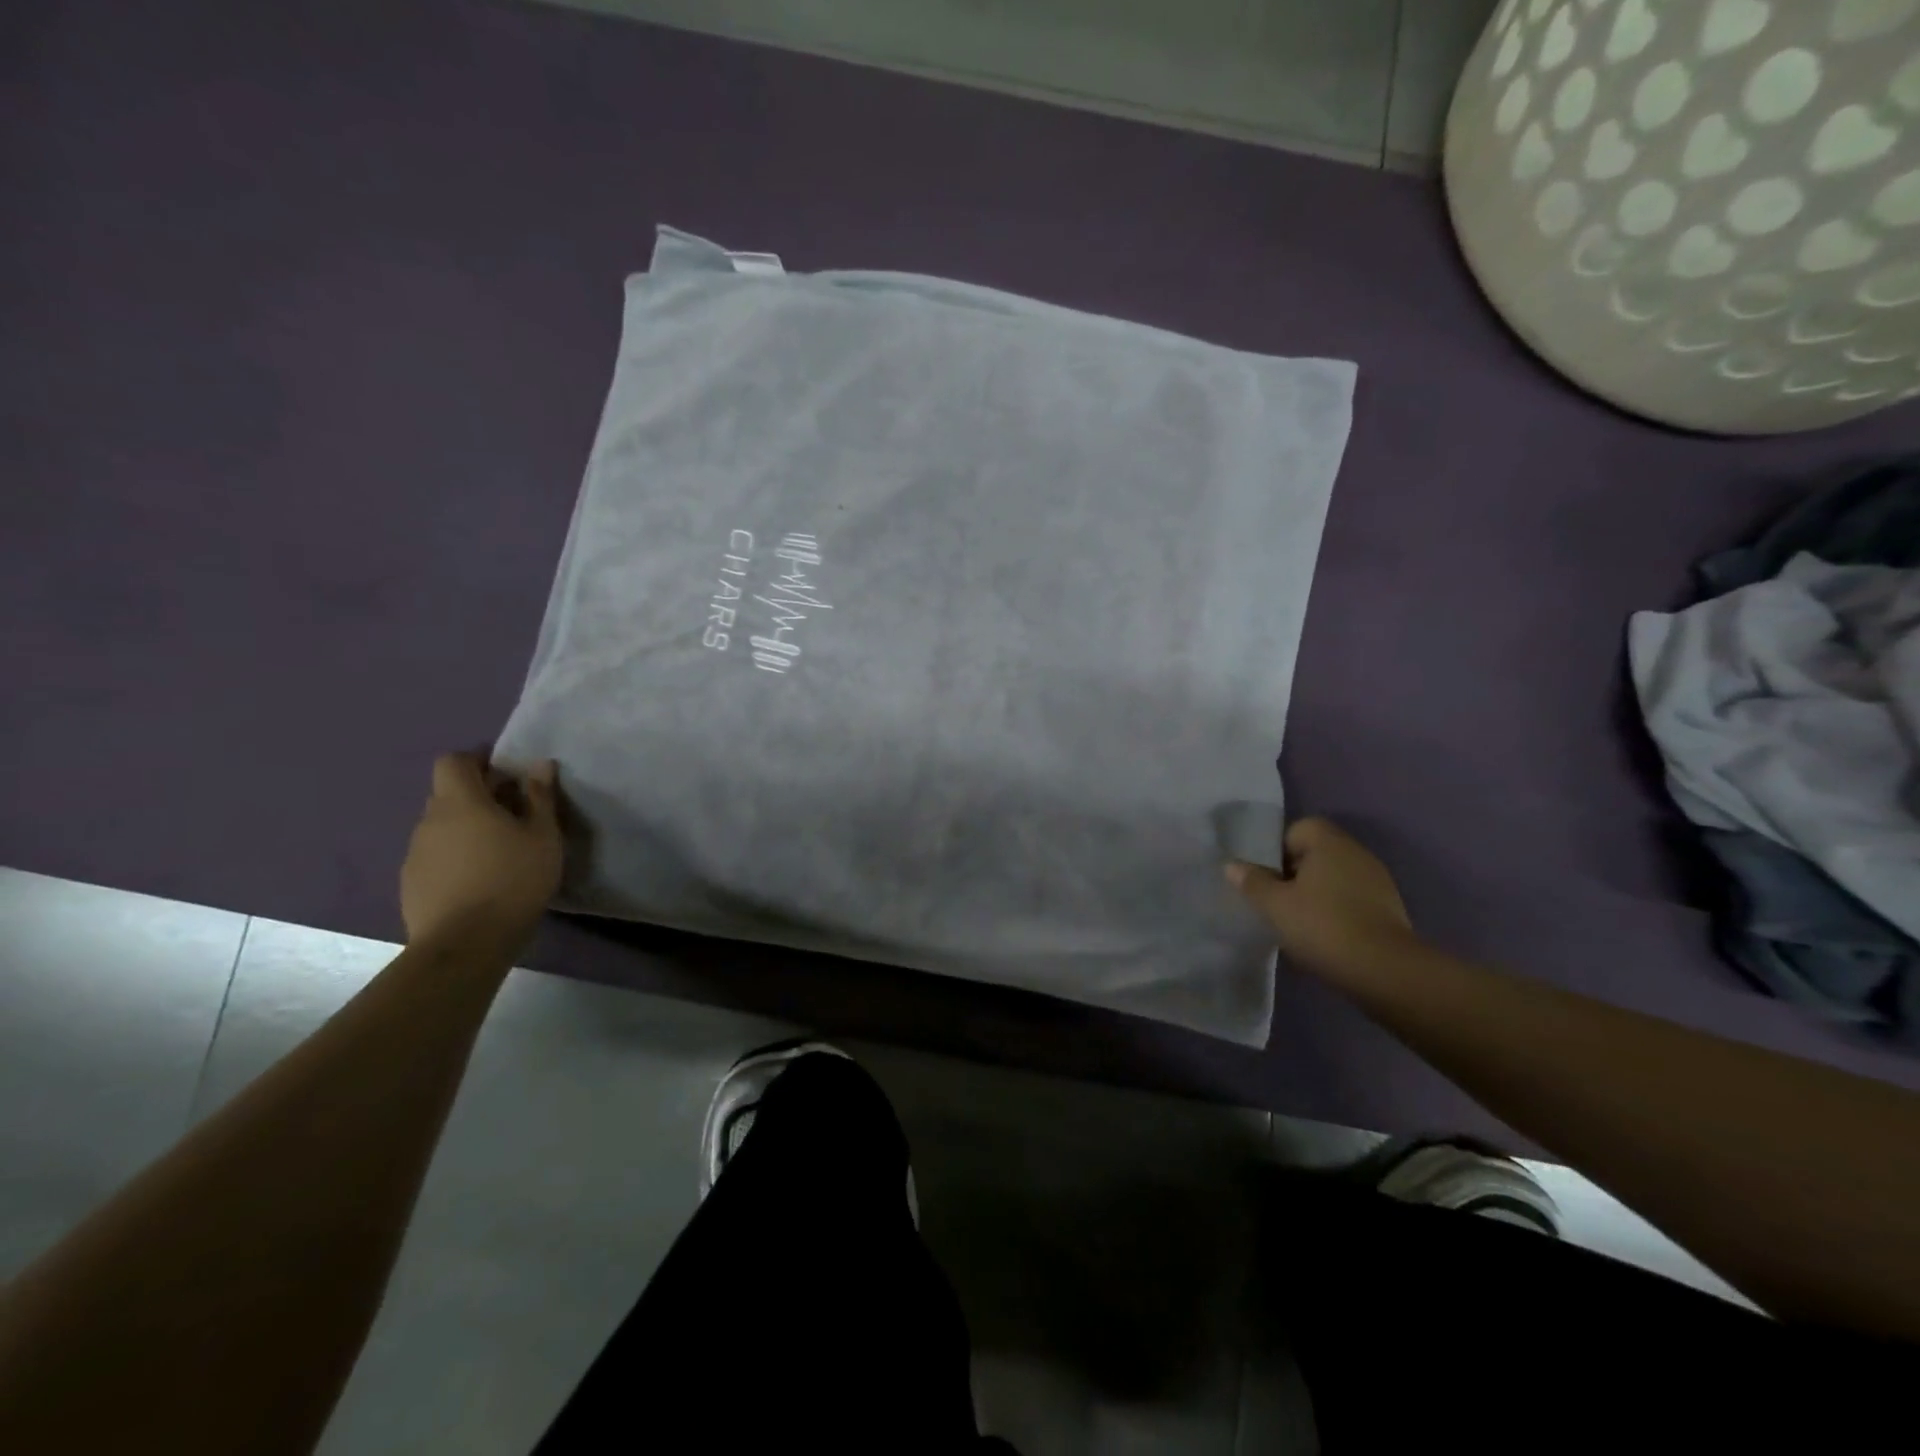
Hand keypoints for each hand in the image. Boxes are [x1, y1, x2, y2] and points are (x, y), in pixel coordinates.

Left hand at [400, 752, 563, 949]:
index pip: (453, 761)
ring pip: (441, 827)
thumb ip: (540, 797)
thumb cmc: (513, 879)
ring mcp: (415, 854)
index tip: (505, 774)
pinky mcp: (411, 884)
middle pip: (448, 794)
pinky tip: (479, 880)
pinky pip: (435, 856)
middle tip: (513, 814)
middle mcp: (429, 821)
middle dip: (477, 796)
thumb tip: (539, 764)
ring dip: (466, 829)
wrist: (466, 944)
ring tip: (498, 851)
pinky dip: (456, 857)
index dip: (476, 761)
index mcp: (460, 802)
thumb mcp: (542, 836)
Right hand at [1224, 818, 1416, 978]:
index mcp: (1329, 843)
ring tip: (1297, 922)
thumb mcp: (1275, 905)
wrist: (1385, 971)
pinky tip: (1324, 936)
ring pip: (1334, 878)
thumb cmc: (1323, 926)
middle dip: (1294, 873)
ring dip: (1315, 894)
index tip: (1266, 877)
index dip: (1277, 849)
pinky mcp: (1389, 909)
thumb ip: (1252, 882)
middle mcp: (1356, 853)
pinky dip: (1336, 911)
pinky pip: (1352, 899)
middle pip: (1316, 853)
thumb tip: (1232, 865)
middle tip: (1275, 900)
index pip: (1298, 829)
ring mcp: (1377, 881)